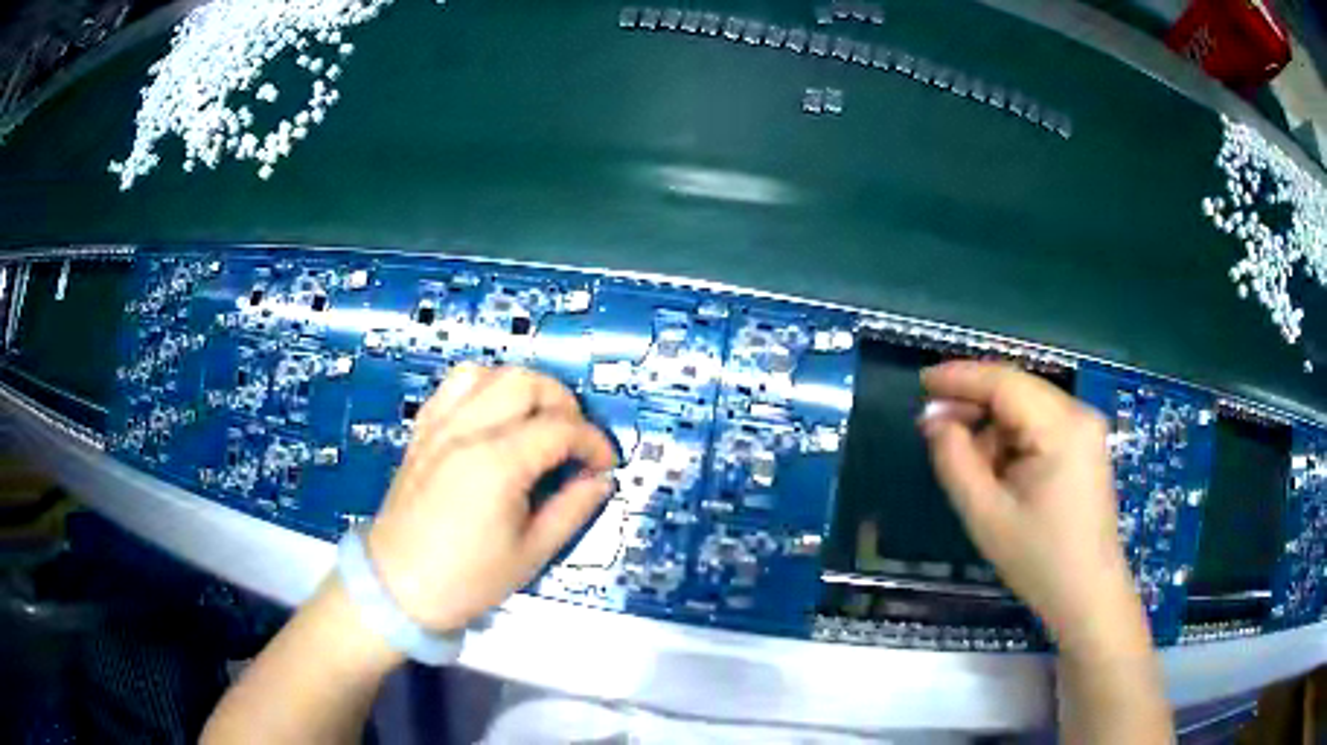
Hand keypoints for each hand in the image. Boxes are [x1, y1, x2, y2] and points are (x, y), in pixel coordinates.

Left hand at [366, 365, 616, 631]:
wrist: (397, 586)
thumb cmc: (465, 579)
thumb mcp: (531, 554)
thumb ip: (572, 510)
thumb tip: (600, 481)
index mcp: (496, 464)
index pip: (560, 428)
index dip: (594, 442)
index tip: (605, 464)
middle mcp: (465, 432)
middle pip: (526, 382)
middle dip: (563, 403)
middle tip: (575, 440)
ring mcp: (438, 427)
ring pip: (488, 372)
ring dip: (523, 388)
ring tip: (537, 421)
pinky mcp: (422, 431)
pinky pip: (454, 386)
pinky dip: (484, 388)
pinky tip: (495, 417)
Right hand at [918, 361, 1140, 650]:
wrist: (1087, 595)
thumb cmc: (1039, 560)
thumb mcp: (986, 515)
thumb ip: (955, 460)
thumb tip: (934, 420)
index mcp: (1061, 426)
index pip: (1004, 382)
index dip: (960, 377)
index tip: (921, 383)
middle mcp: (1078, 414)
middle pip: (1017, 390)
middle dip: (974, 404)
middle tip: (933, 428)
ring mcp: (1085, 428)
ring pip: (1026, 407)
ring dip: (992, 426)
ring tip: (967, 464)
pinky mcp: (1085, 445)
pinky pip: (1039, 424)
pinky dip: (1011, 439)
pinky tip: (996, 470)